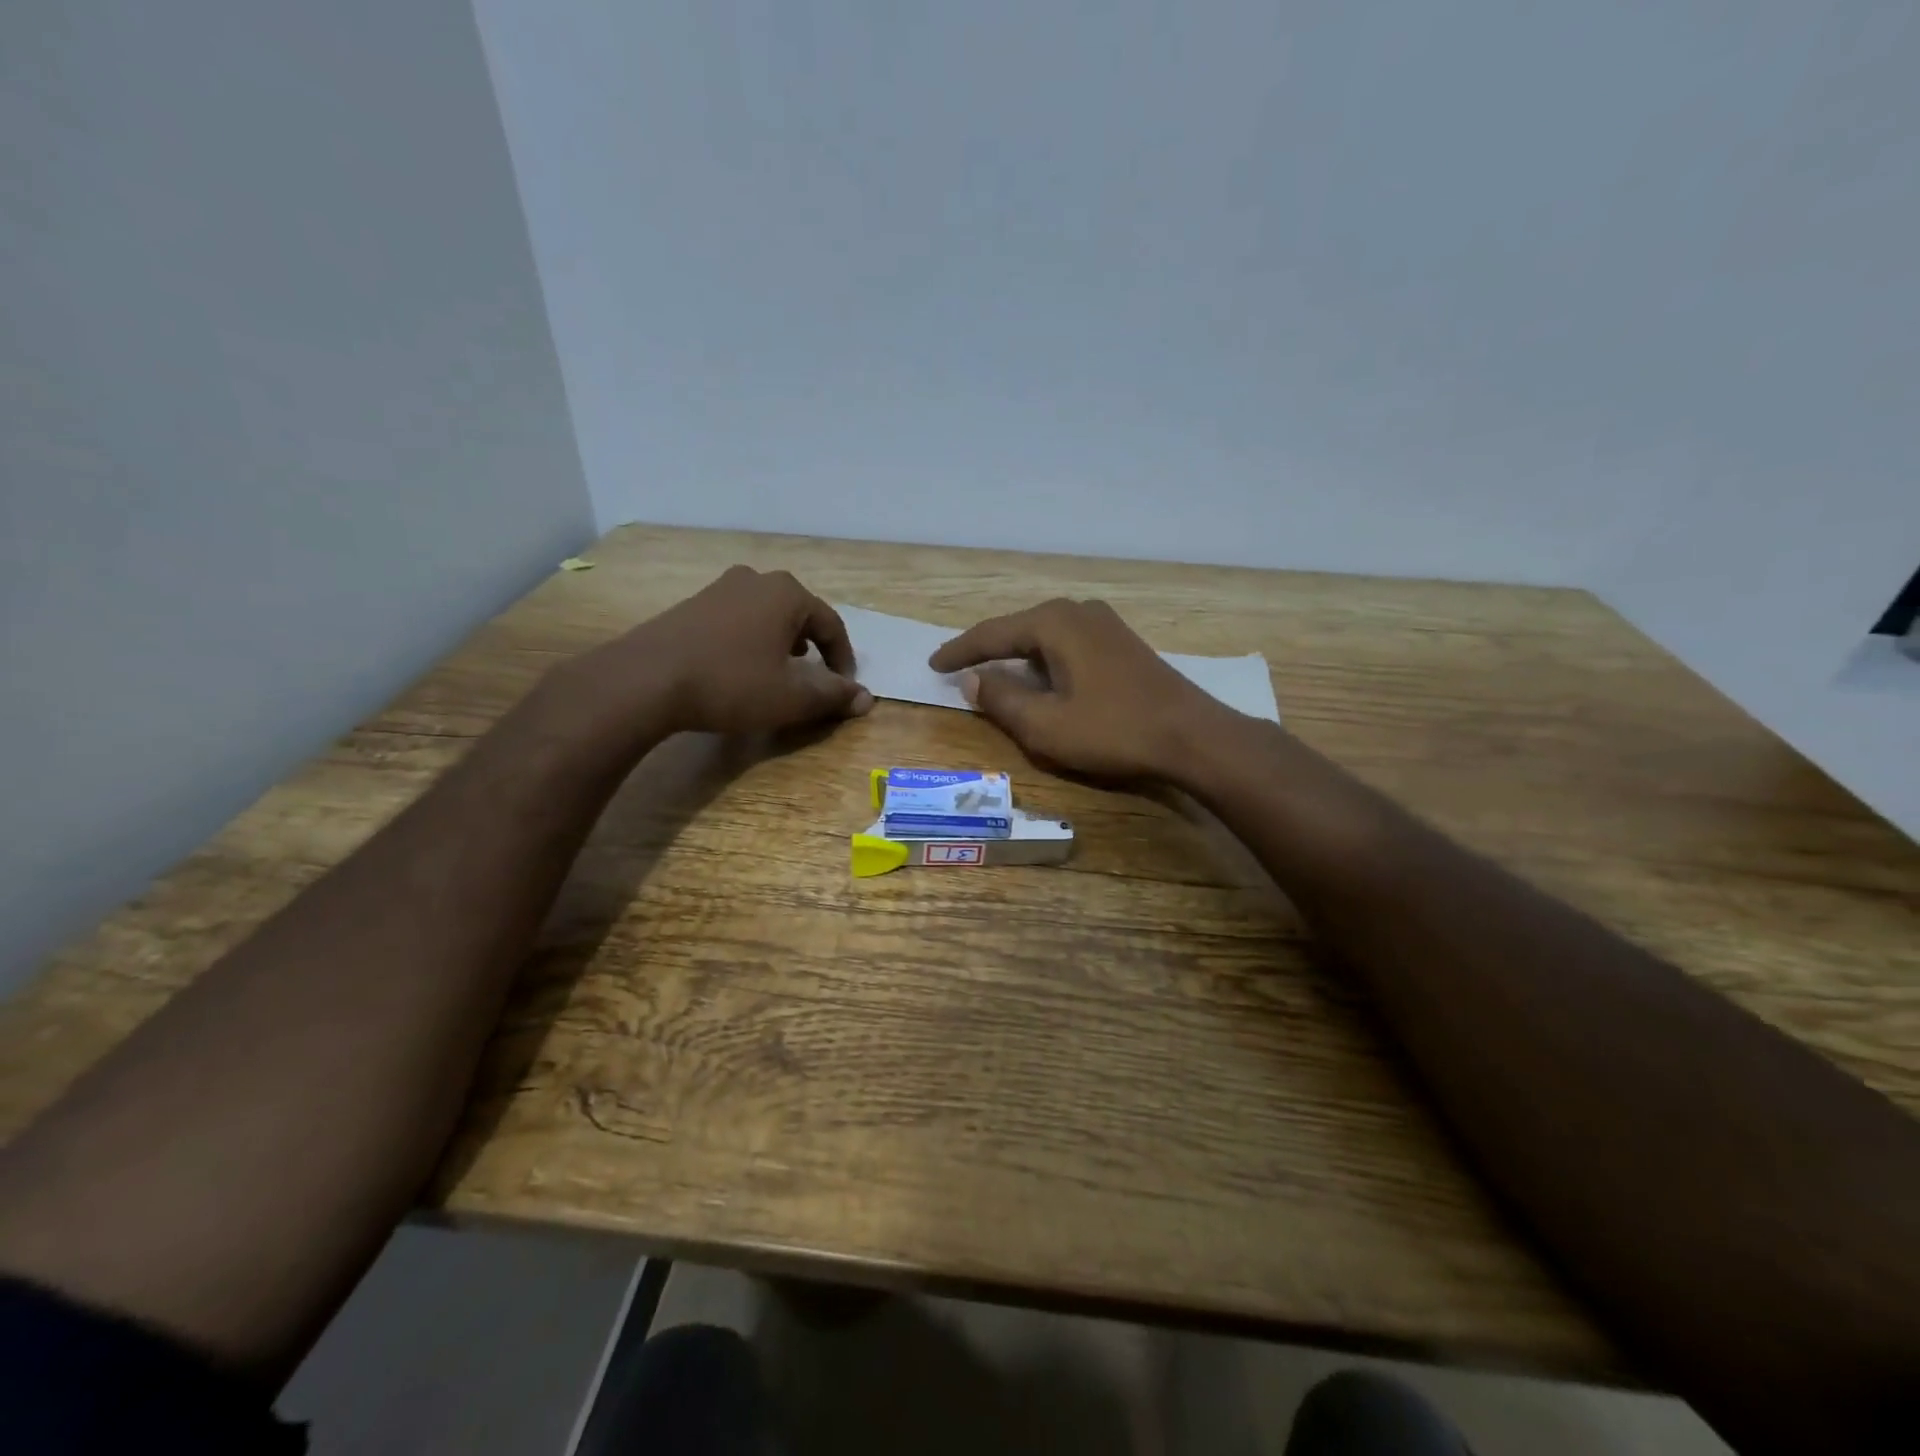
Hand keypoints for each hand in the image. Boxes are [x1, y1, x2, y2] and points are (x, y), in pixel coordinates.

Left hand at [591, 566, 872, 735]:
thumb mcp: (791, 697)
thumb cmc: (731, 683)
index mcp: (787, 594)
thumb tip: (865, 698)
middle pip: (799, 613)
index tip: (843, 688)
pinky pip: (737, 620)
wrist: (646, 680)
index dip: (843, 660)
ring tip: (780, 672)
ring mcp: (719, 589)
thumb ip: (833, 696)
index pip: (831, 625)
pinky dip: (750, 641)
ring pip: (766, 614)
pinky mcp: (691, 605)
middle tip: (814, 676)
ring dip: (781, 642)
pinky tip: (740, 667)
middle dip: (813, 646)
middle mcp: (756, 580)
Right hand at [929, 598, 1229, 779]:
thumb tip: (972, 680)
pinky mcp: (1122, 642)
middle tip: (960, 669)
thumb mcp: (1045, 725)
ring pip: (1045, 636)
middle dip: (988, 650)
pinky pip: (1068, 644)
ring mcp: (1105, 624)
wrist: (1192, 735)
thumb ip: (1002, 699)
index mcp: (1053, 623)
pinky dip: (1045, 661)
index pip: (991, 634)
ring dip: (1018, 656)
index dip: (959, 652)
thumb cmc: (1113, 730)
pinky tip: (1043, 678)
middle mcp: (1077, 611)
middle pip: (1018, 629)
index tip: (932, 664)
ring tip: (995, 674)